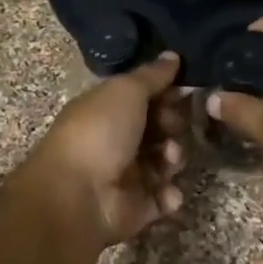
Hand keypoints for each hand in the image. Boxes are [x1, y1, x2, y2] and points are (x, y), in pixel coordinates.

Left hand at [24, 53, 189, 246]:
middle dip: (173, 125)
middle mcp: (117, 139)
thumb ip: (152, 75)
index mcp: (108, 109)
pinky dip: (169, 195)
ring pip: (167, 161)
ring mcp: (127, 175)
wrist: (76, 196)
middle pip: (160, 127)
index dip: (167, 93)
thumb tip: (173, 55)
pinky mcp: (137, 208)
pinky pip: (164, 198)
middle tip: (170, 127)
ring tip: (167, 159)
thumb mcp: (125, 91)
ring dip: (174, 157)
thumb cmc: (99, 132)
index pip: (146, 96)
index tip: (186, 90)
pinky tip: (165, 193)